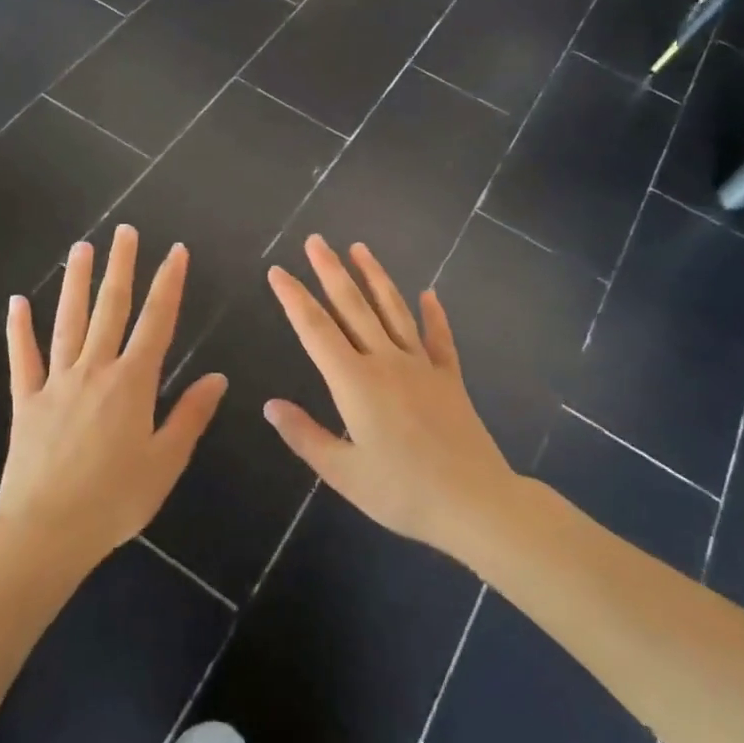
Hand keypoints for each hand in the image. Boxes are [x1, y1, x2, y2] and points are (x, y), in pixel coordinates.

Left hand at [0, 225, 227, 566]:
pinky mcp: (26, 401)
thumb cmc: (115, 500)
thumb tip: (217, 377)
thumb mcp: (165, 462)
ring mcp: (56, 383)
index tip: (175, 251)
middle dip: (121, 267)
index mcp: (132, 384)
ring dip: (75, 283)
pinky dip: (20, 330)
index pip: (157, 322)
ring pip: (68, 322)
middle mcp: (95, 371)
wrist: (45, 531)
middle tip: (124, 231)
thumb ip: (190, 415)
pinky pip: (23, 358)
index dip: (168, 284)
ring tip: (80, 248)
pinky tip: (18, 302)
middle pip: (111, 309)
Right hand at [264, 236, 516, 554]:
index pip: (315, 330)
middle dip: (330, 271)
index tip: (277, 271)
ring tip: (359, 248)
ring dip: (375, 277)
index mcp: (354, 382)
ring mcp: (421, 366)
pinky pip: (439, 338)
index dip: (293, 298)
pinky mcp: (449, 378)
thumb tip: (269, 405)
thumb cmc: (401, 491)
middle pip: (353, 307)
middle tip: (316, 240)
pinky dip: (434, 314)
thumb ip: (304, 435)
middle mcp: (385, 362)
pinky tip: (429, 293)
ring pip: (394, 310)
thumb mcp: (342, 472)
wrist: (474, 502)